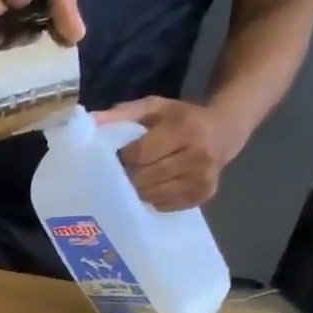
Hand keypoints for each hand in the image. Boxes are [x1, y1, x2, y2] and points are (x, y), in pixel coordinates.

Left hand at [92, 97, 244, 210]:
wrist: (224, 132)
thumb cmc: (181, 119)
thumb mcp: (154, 108)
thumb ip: (121, 114)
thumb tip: (87, 123)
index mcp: (185, 129)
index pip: (140, 154)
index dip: (124, 157)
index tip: (119, 155)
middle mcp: (198, 156)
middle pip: (145, 178)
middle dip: (128, 176)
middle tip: (123, 172)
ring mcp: (203, 179)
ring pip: (152, 195)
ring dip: (138, 190)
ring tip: (137, 179)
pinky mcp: (203, 196)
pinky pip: (164, 205)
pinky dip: (153, 198)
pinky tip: (154, 186)